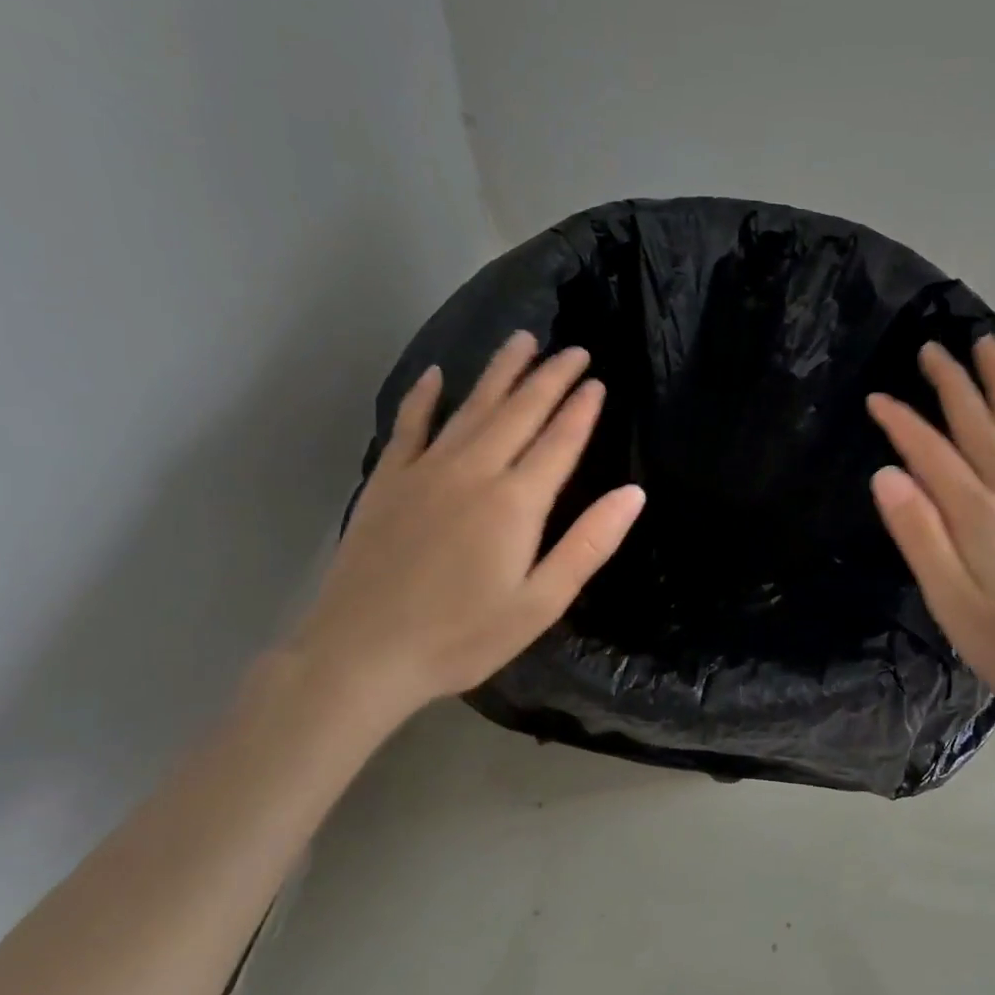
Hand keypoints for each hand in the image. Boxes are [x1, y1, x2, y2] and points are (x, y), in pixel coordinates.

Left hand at [289, 332, 645, 725]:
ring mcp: (425, 471)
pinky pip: (409, 426)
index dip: (581, 408)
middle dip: (550, 377)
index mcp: (516, 502)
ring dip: (500, 372)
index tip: (597, 379)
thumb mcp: (540, 603)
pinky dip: (423, 398)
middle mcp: (473, 471)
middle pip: (519, 411)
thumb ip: (589, 544)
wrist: (360, 654)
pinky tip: (434, 376)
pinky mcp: (387, 482)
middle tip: (573, 349)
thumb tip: (634, 493)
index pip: (559, 440)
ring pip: (471, 407)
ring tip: (522, 340)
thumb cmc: (462, 636)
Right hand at [867, 336, 994, 729]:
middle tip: (932, 346)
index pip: (932, 452)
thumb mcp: (952, 604)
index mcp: (981, 515)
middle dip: (953, 383)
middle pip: (980, 423)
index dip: (901, 422)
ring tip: (988, 346)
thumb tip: (886, 474)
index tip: (876, 397)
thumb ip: (919, 535)